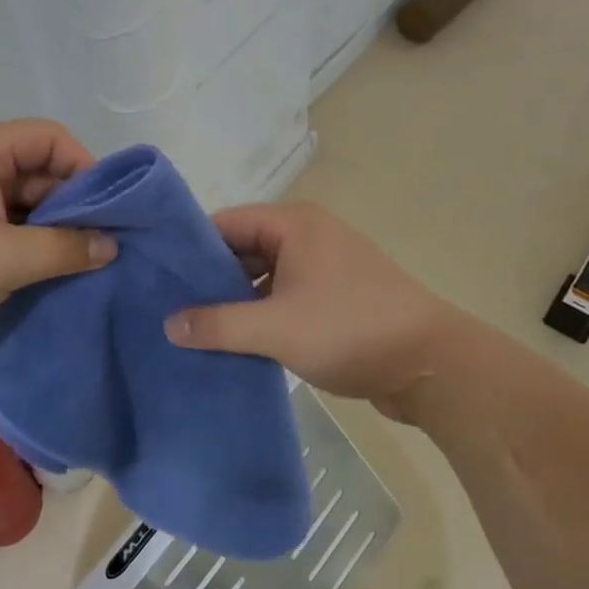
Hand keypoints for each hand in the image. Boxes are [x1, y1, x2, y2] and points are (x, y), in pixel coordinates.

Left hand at [0, 119, 116, 372]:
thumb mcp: (3, 258)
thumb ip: (64, 247)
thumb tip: (111, 245)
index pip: (49, 137)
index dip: (85, 167)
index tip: (111, 210)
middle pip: (37, 172)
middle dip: (73, 206)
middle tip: (105, 246)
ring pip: (20, 208)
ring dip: (51, 234)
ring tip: (85, 268)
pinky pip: (1, 235)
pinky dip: (26, 252)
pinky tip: (50, 280)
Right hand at [164, 202, 451, 418]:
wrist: (432, 366)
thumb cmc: (350, 330)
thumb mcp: (276, 328)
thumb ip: (218, 324)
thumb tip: (168, 324)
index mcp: (295, 224)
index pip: (226, 222)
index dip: (189, 246)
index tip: (155, 272)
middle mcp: (308, 235)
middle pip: (243, 246)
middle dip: (209, 276)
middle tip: (168, 304)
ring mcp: (324, 266)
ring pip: (263, 274)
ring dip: (235, 298)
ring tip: (193, 325)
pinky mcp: (334, 296)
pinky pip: (283, 294)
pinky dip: (260, 311)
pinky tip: (234, 339)